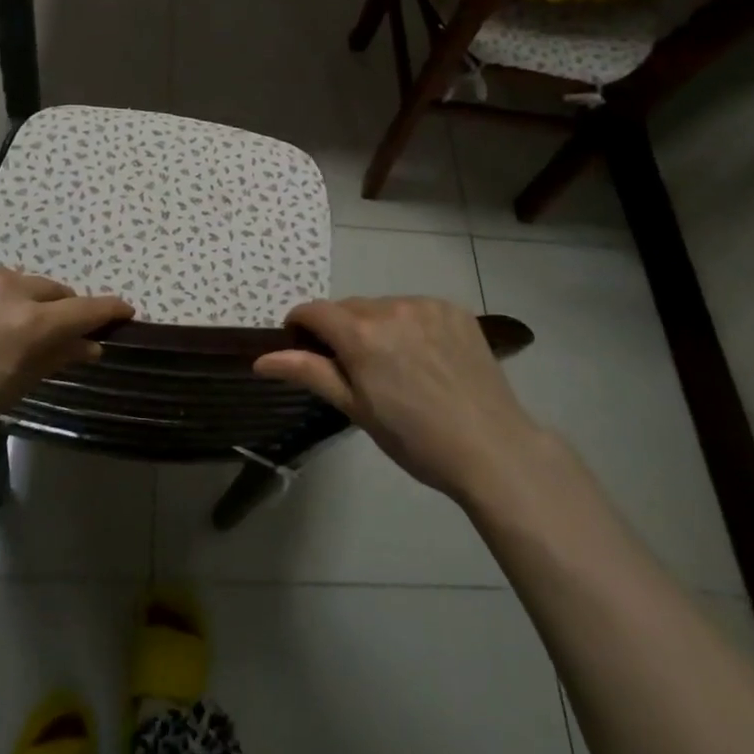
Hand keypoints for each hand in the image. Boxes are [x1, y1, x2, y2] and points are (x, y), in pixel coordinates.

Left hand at [0, 265, 132, 460]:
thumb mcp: (7, 391)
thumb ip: (53, 360)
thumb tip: (91, 346)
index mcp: (29, 323)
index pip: (85, 310)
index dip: (109, 310)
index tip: (125, 311)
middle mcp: (7, 288)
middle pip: (51, 291)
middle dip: (59, 309)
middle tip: (49, 332)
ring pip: (13, 282)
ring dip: (18, 300)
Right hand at [254, 296, 542, 503]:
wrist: (492, 448)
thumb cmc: (415, 439)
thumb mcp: (356, 409)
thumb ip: (310, 373)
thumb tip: (261, 359)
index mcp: (361, 334)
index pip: (313, 310)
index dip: (300, 326)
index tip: (303, 349)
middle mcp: (391, 307)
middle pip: (348, 308)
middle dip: (341, 330)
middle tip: (355, 371)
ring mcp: (426, 305)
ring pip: (383, 306)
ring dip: (377, 326)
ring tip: (396, 366)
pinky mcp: (454, 309)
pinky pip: (416, 308)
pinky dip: (410, 325)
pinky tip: (426, 357)